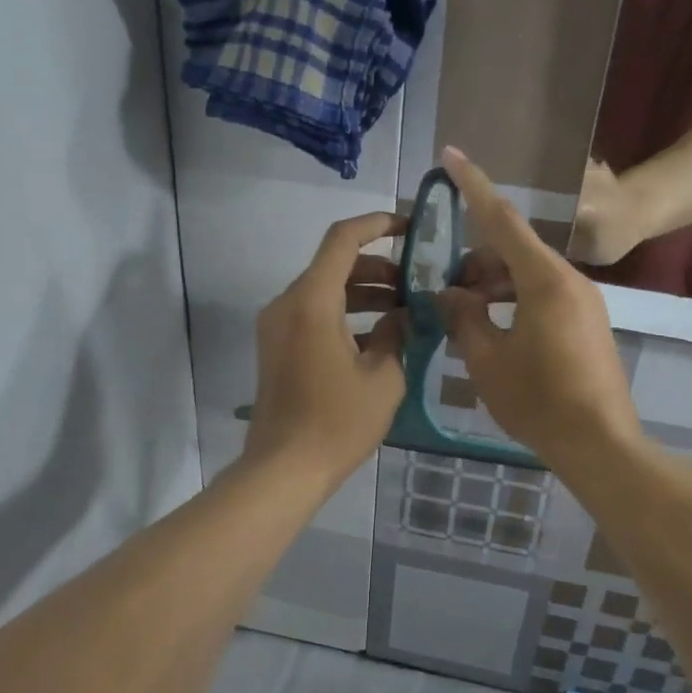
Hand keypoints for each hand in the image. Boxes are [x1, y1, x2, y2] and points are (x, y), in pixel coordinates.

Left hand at [245, 214, 407, 489]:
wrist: (284, 469)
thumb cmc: (338, 422)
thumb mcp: (383, 377)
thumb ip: (395, 334)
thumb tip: (402, 316)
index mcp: (312, 301)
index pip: (343, 239)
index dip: (377, 224)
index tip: (409, 228)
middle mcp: (287, 304)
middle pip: (333, 265)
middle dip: (377, 268)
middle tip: (415, 284)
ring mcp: (277, 326)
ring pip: (323, 291)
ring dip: (362, 293)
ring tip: (403, 311)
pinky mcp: (276, 348)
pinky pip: (312, 315)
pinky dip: (343, 315)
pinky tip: (377, 337)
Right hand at [438, 149, 641, 465]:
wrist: (599, 444)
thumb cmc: (538, 400)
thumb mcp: (486, 360)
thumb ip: (463, 318)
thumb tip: (449, 295)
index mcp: (545, 280)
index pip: (501, 219)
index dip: (472, 186)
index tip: (450, 154)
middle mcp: (570, 281)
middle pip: (515, 250)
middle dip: (475, 259)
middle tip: (443, 287)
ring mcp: (584, 303)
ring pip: (528, 276)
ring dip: (493, 284)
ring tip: (463, 313)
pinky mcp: (587, 325)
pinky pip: (543, 297)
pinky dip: (513, 301)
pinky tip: (491, 329)